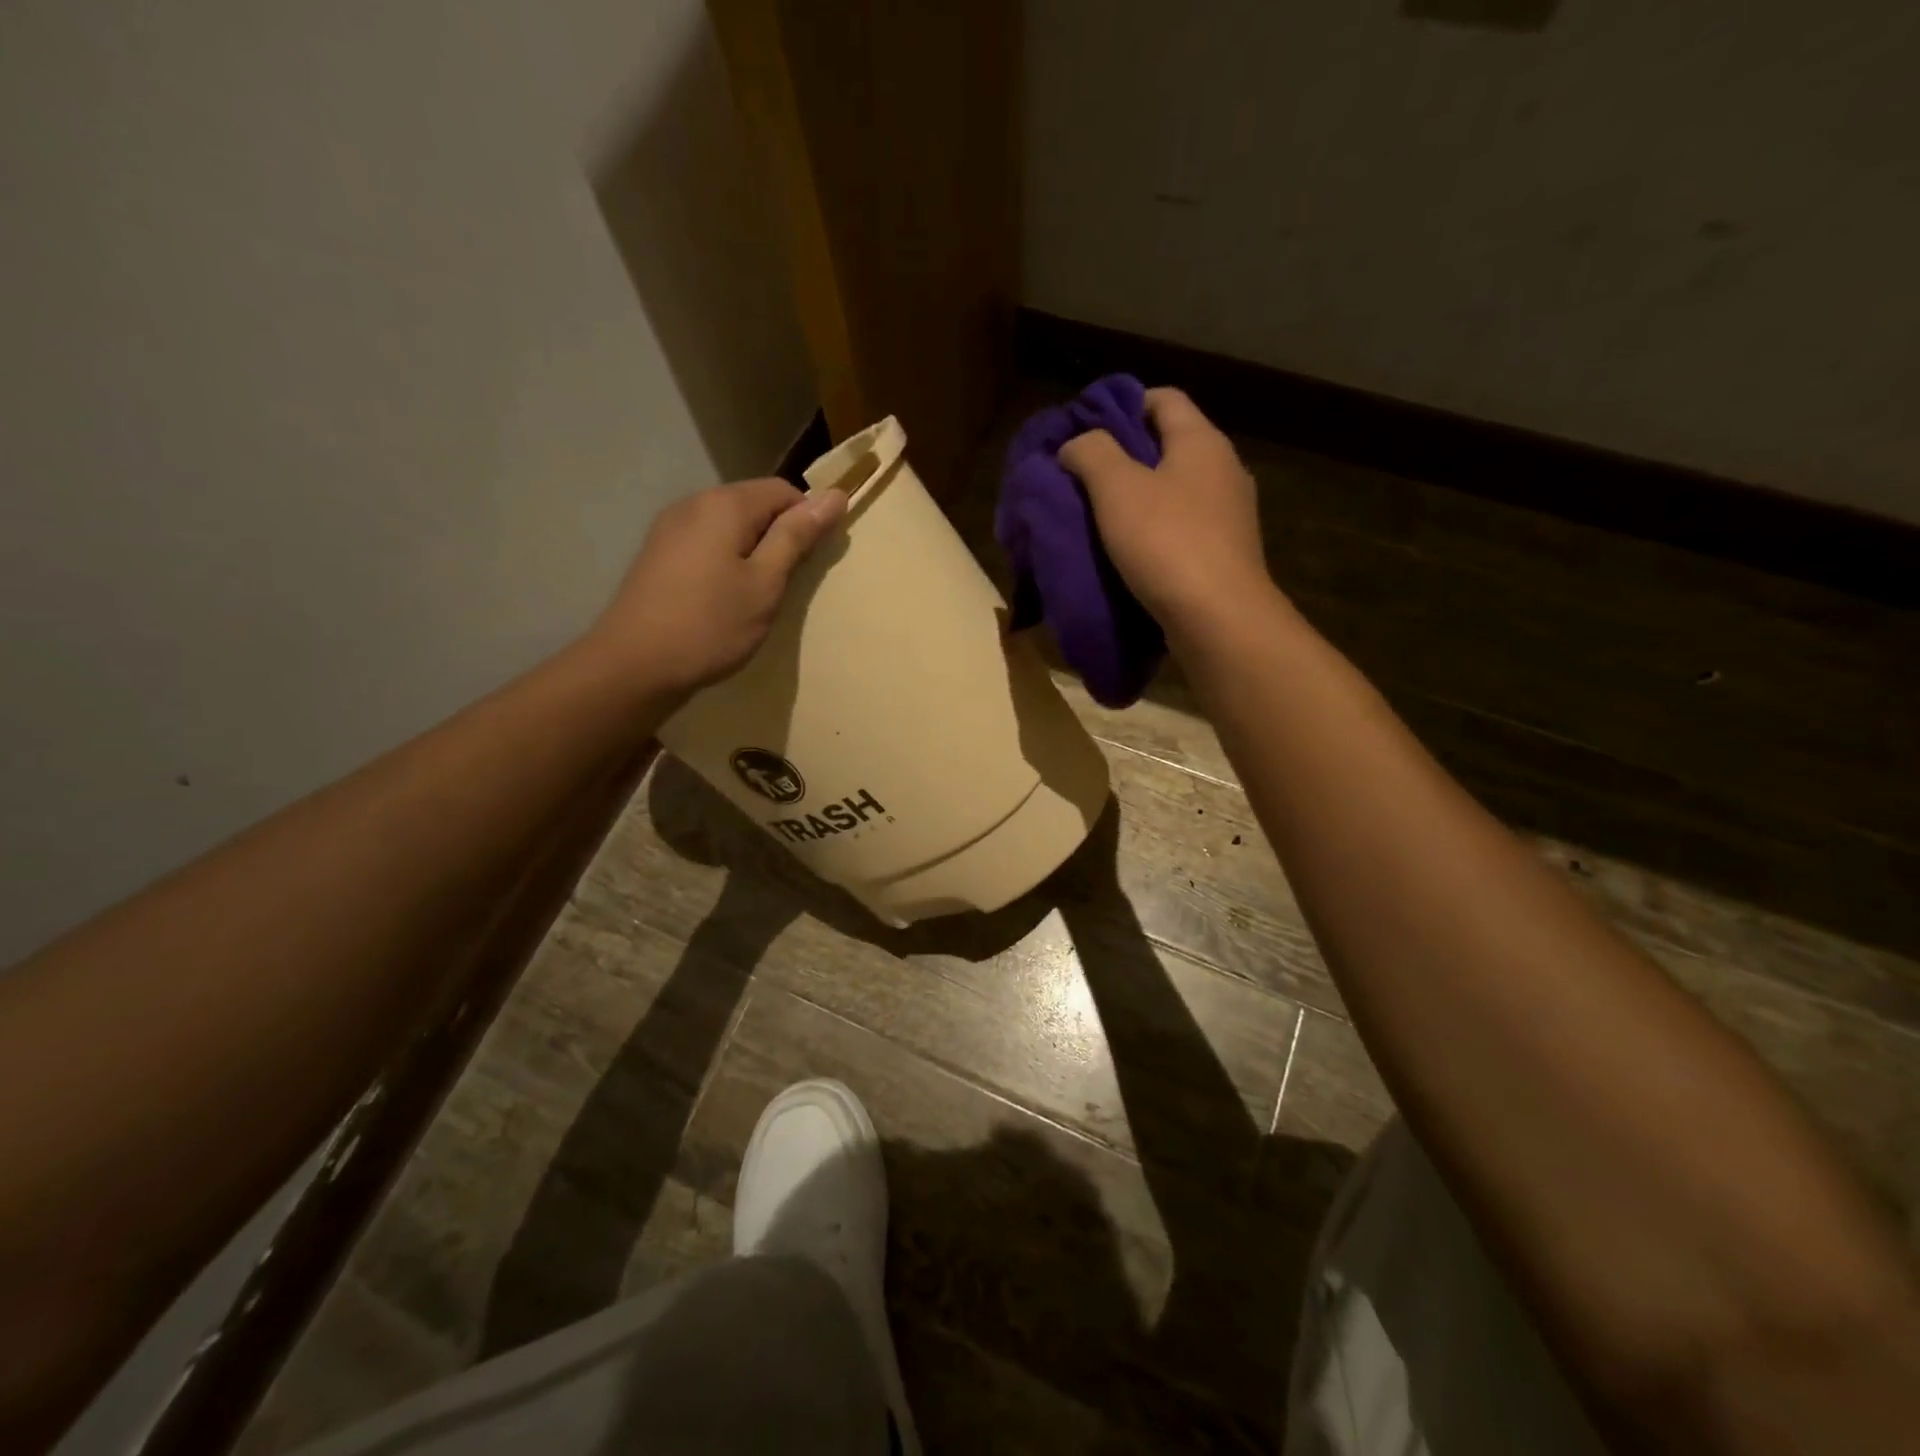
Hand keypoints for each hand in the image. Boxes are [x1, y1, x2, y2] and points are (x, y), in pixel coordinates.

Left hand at [586, 477, 845, 700]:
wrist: (634, 665)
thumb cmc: (710, 625)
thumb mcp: (765, 583)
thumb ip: (797, 537)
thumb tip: (835, 495)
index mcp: (725, 504)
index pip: (783, 490)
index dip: (808, 519)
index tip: (814, 560)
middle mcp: (694, 503)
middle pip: (753, 503)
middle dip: (779, 534)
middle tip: (789, 583)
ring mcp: (670, 527)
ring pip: (729, 524)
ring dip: (753, 549)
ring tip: (759, 593)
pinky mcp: (658, 553)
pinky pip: (706, 542)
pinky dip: (726, 559)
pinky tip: (725, 596)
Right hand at [1060, 388, 1274, 641]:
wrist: (1218, 619)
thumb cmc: (1166, 543)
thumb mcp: (1117, 488)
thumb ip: (1091, 453)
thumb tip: (1076, 443)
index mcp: (1202, 441)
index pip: (1163, 398)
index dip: (1122, 405)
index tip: (1085, 429)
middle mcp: (1224, 469)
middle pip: (1169, 446)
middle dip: (1124, 456)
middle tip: (1082, 476)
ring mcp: (1229, 515)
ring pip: (1175, 491)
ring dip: (1138, 499)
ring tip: (1098, 518)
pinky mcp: (1225, 554)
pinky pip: (1182, 529)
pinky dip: (1155, 532)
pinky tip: (1129, 553)